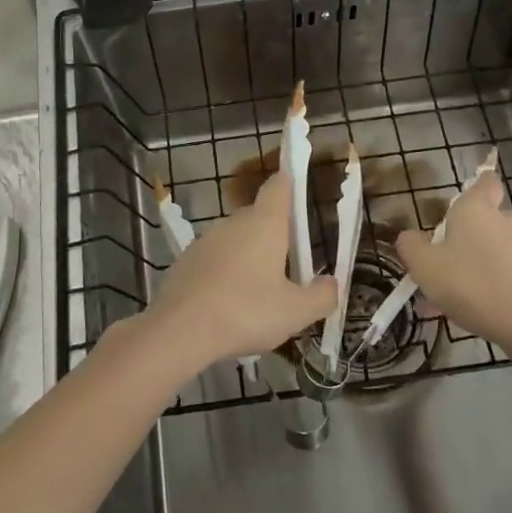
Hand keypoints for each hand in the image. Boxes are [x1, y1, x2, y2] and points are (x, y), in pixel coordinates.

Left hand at [144, 171, 336, 371]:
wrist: (179, 330)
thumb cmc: (246, 312)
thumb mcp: (295, 312)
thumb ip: (321, 296)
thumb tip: (332, 283)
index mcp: (265, 224)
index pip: (278, 186)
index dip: (289, 182)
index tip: (297, 185)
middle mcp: (233, 222)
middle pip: (258, 216)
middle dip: (274, 233)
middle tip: (289, 265)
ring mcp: (205, 240)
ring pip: (235, 239)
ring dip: (248, 255)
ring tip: (259, 291)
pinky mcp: (185, 260)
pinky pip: (214, 259)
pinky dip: (225, 272)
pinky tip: (229, 303)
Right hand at [394, 169, 511, 349]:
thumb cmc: (469, 282)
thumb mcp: (423, 264)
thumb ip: (411, 245)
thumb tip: (410, 237)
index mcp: (477, 207)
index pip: (486, 180)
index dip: (476, 186)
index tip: (458, 203)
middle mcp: (504, 221)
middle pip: (486, 218)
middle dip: (466, 234)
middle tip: (442, 257)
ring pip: (491, 250)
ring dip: (471, 265)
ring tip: (445, 296)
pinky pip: (501, 274)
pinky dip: (485, 285)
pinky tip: (464, 312)